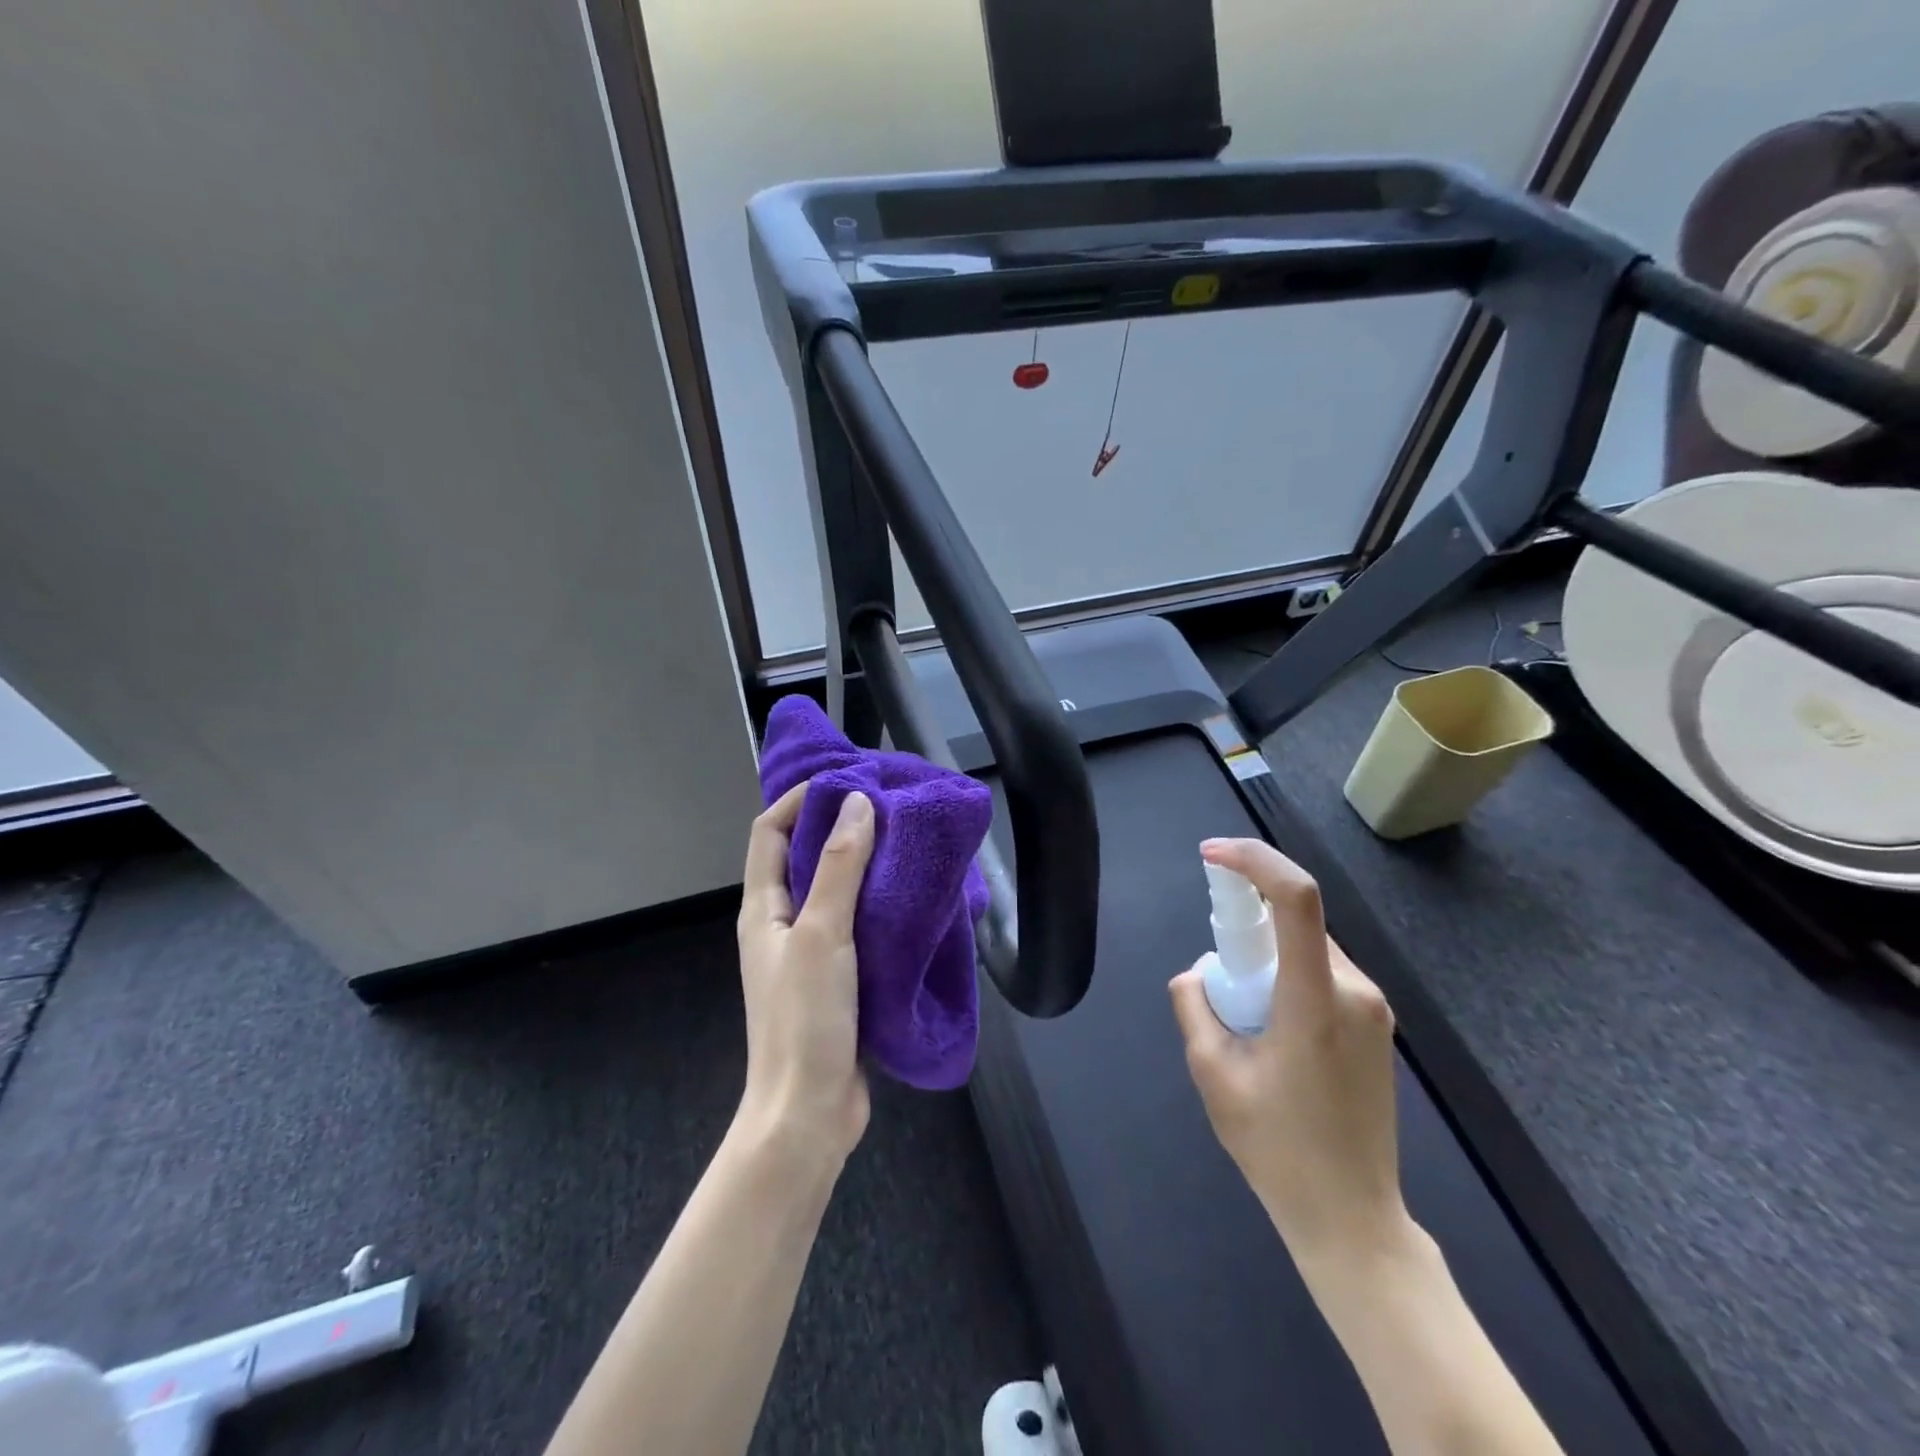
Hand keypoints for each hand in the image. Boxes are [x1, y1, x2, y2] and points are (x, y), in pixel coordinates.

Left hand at [736, 783, 875, 1166]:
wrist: (808, 1114)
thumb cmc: (806, 1020)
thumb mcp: (822, 934)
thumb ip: (840, 868)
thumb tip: (856, 803)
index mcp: (763, 908)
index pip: (771, 832)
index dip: (801, 800)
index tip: (847, 781)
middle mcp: (781, 924)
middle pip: (803, 857)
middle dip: (839, 826)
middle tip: (887, 805)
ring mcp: (808, 953)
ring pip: (833, 891)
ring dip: (862, 864)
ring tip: (905, 842)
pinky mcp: (836, 978)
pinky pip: (855, 924)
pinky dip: (877, 904)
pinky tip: (911, 898)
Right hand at [1170, 839, 1408, 1264]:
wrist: (1352, 1219)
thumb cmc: (1278, 1149)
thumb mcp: (1212, 1074)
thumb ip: (1194, 1006)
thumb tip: (1198, 972)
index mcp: (1315, 1000)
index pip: (1296, 899)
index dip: (1253, 860)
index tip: (1210, 855)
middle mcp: (1355, 991)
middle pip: (1298, 918)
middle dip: (1248, 917)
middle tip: (1215, 962)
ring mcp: (1373, 1009)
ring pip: (1310, 945)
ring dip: (1267, 951)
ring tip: (1240, 1010)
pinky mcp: (1376, 1026)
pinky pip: (1323, 972)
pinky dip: (1287, 972)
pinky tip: (1269, 1024)